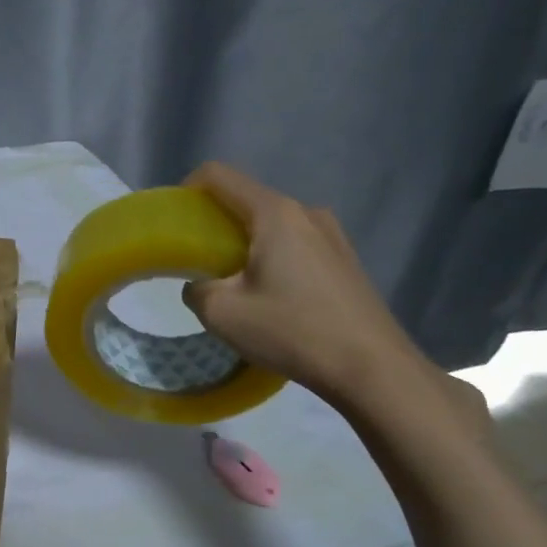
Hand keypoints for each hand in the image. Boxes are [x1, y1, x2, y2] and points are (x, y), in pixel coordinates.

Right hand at [181, 163, 432, 407]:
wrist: (373, 369)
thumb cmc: (292, 331)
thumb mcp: (222, 314)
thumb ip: (197, 289)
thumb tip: (202, 285)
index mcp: (275, 214)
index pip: (219, 176)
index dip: (186, 190)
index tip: (172, 223)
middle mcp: (306, 213)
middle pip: (246, 201)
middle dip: (213, 223)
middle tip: (195, 262)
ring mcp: (332, 236)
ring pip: (271, 225)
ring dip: (243, 244)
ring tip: (232, 284)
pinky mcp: (345, 260)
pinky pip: (295, 244)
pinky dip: (270, 258)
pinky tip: (269, 297)